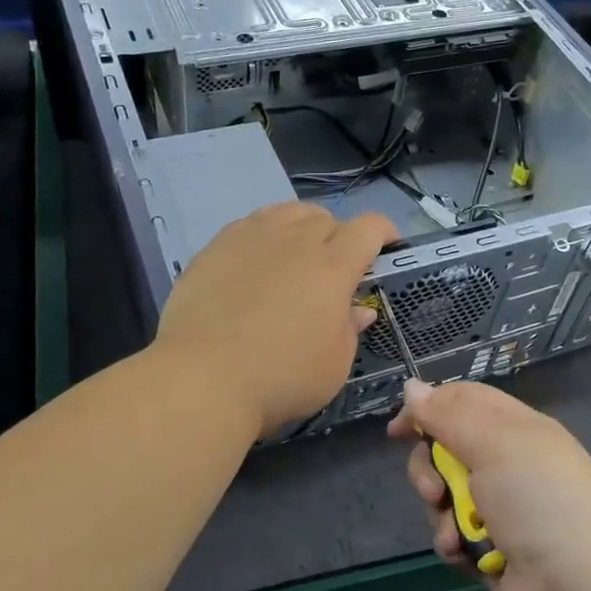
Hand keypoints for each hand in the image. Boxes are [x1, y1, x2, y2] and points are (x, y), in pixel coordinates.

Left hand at [155, 202, 398, 438]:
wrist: (203, 378)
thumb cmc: (281, 377)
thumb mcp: (334, 365)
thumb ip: (350, 329)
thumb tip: (359, 309)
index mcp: (332, 266)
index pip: (368, 228)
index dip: (384, 232)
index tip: (388, 246)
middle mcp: (295, 241)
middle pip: (327, 218)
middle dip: (340, 235)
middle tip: (336, 267)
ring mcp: (251, 238)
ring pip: (287, 212)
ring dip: (303, 227)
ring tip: (297, 253)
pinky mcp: (216, 247)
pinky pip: (251, 223)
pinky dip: (266, 233)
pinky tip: (257, 259)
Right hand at [389, 379, 590, 590]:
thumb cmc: (540, 500)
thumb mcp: (495, 444)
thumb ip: (449, 415)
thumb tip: (412, 387)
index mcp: (518, 429)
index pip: (465, 401)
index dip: (429, 408)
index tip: (398, 429)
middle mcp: (509, 463)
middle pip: (447, 448)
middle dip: (430, 469)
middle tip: (434, 490)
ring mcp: (502, 508)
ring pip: (446, 493)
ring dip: (441, 512)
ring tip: (455, 532)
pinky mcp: (493, 548)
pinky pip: (454, 532)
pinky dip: (453, 542)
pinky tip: (462, 554)